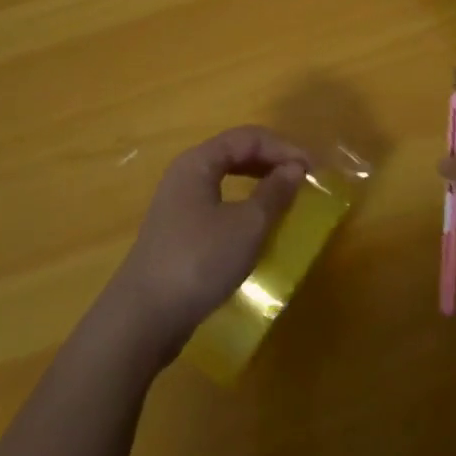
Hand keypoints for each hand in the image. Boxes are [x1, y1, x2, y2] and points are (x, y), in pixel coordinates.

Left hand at [108, 126, 309, 363]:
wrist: (143, 319)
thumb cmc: (199, 261)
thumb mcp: (247, 225)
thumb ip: (274, 193)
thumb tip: (294, 168)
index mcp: (199, 162)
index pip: (248, 137)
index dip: (284, 147)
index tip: (313, 169)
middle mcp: (185, 175)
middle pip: (235, 153)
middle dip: (272, 161)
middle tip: (303, 180)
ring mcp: (178, 205)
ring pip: (226, 180)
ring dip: (259, 184)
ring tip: (286, 199)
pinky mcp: (178, 233)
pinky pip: (218, 205)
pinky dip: (243, 206)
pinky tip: (257, 228)